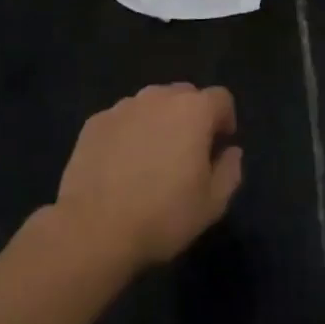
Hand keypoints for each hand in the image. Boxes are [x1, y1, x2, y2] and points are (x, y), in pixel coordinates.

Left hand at [55, 84, 242, 269]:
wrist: (94, 228)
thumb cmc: (163, 216)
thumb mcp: (212, 204)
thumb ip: (229, 171)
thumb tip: (231, 152)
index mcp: (193, 111)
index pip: (221, 98)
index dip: (225, 119)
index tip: (219, 145)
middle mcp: (158, 98)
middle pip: (184, 94)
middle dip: (192, 116)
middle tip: (187, 151)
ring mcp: (122, 107)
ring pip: (150, 104)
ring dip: (159, 121)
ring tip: (152, 157)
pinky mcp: (94, 122)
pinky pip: (122, 119)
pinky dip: (129, 132)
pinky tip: (121, 164)